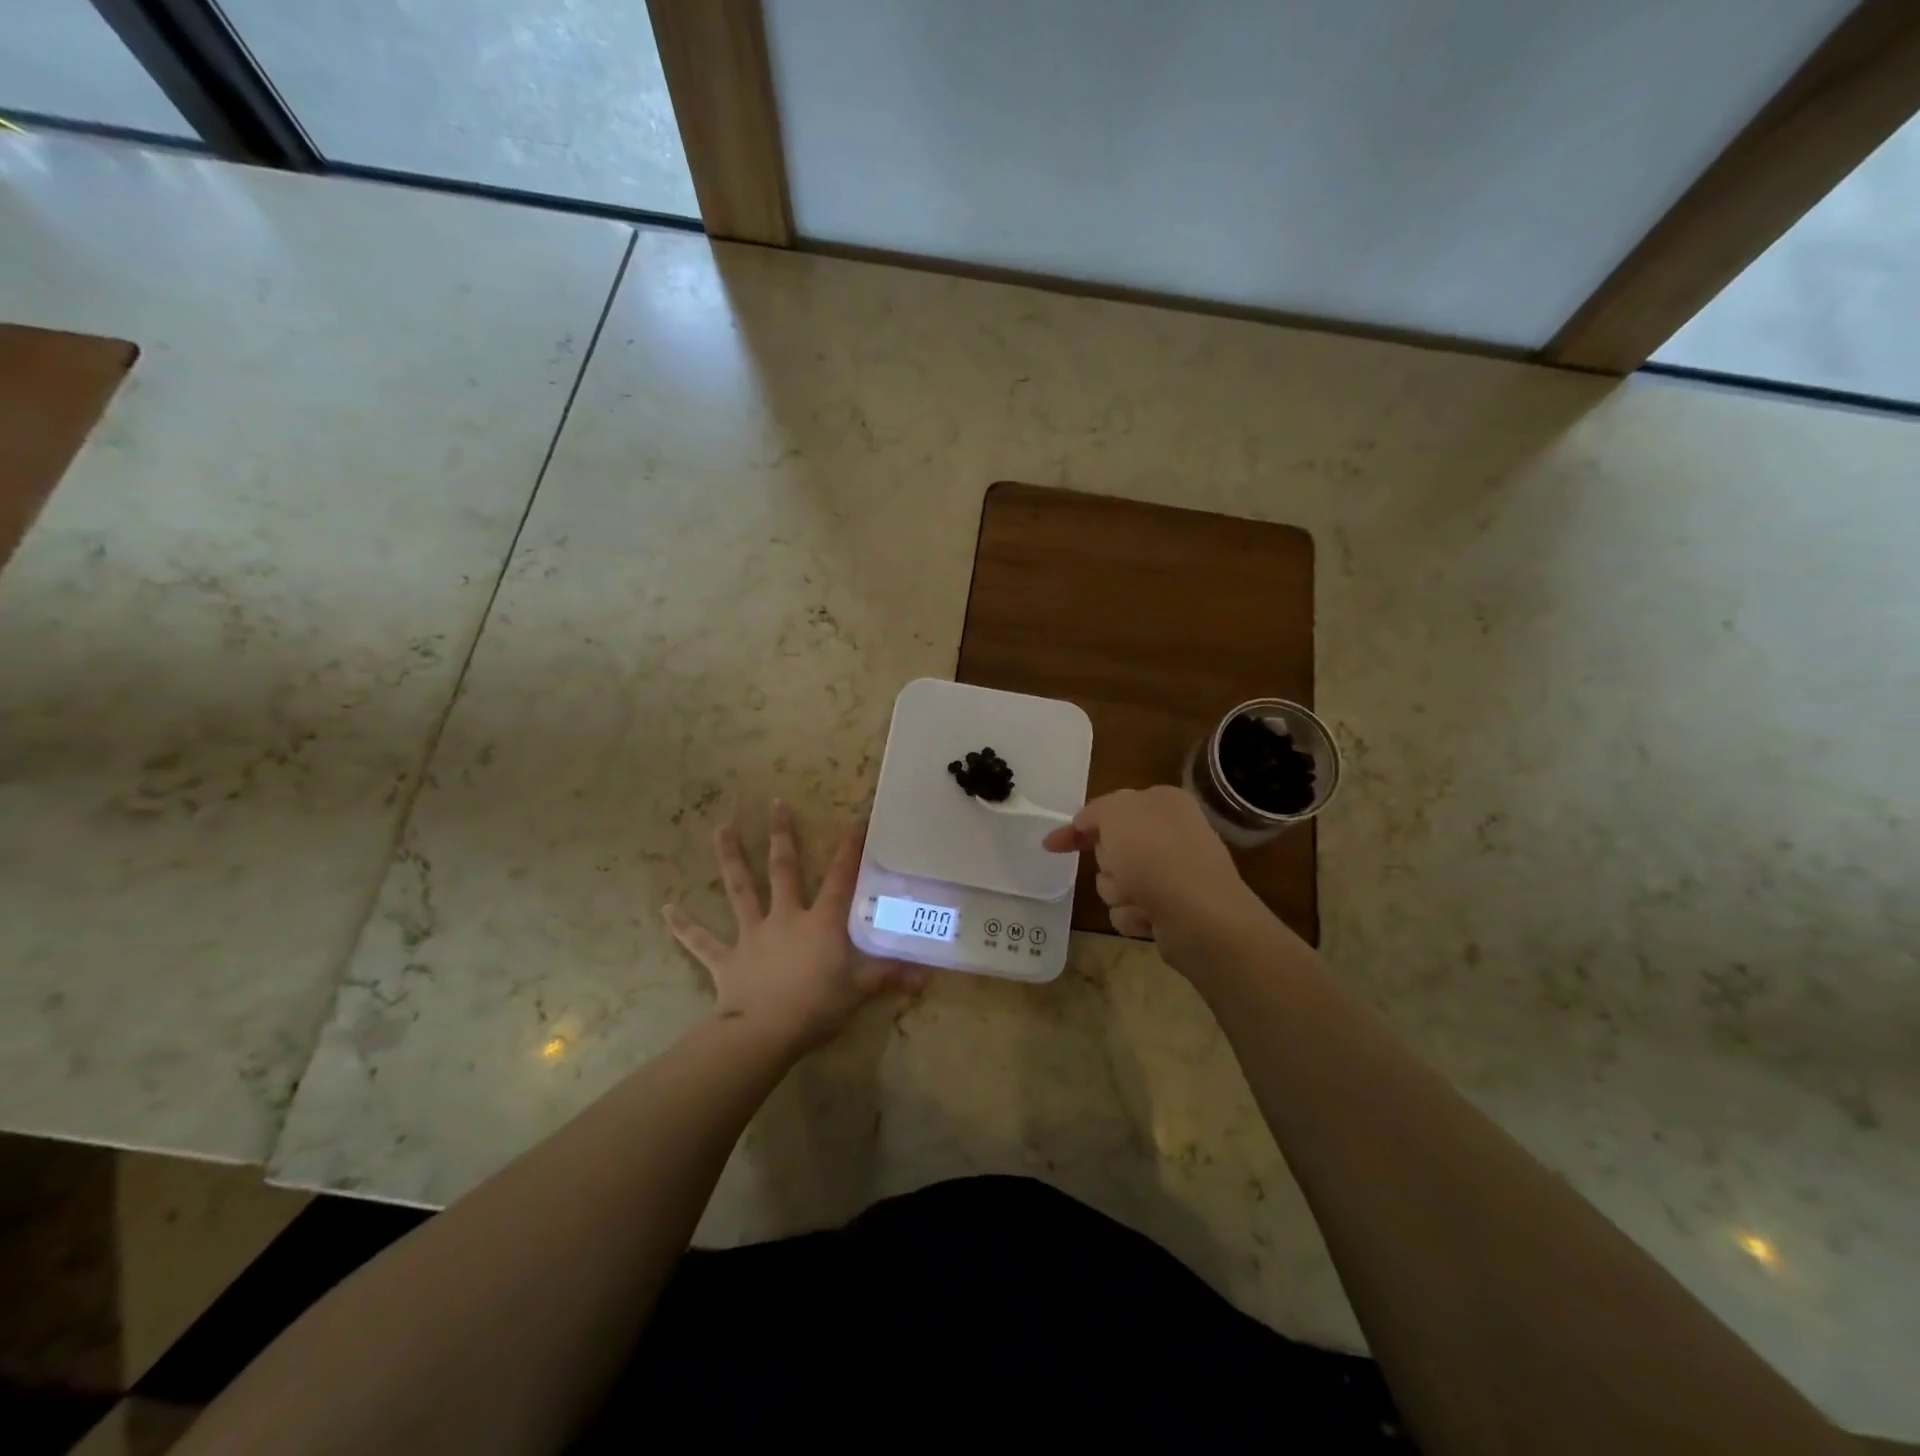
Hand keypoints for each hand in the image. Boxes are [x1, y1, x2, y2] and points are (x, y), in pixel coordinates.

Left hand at [665, 801, 922, 1052]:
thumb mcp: (859, 991)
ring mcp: (752, 935)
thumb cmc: (816, 1007)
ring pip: (740, 890)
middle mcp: (784, 918)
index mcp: (819, 922)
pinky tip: (666, 909)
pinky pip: (701, 941)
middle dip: (782, 836)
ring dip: (730, 859)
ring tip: (721, 829)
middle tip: (775, 804)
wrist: (764, 1032)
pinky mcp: (726, 958)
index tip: (855, 820)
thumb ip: (889, 977)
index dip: (849, 849)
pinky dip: (684, 926)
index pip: (840, 879)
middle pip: (783, 870)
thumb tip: (926, 977)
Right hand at [1043, 786, 1272, 968]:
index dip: (1079, 826)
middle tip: (1120, 866)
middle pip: (1110, 849)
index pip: (1110, 809)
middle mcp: (1171, 835)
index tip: (1051, 845)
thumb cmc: (1154, 852)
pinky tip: (1150, 916)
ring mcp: (1173, 874)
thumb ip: (1094, 811)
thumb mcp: (1115, 812)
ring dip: (1118, 891)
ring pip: (1116, 883)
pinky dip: (1133, 914)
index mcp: (1163, 803)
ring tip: (1139, 896)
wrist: (1198, 913)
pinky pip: (1130, 910)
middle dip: (1106, 862)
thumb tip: (1086, 824)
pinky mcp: (1171, 910)